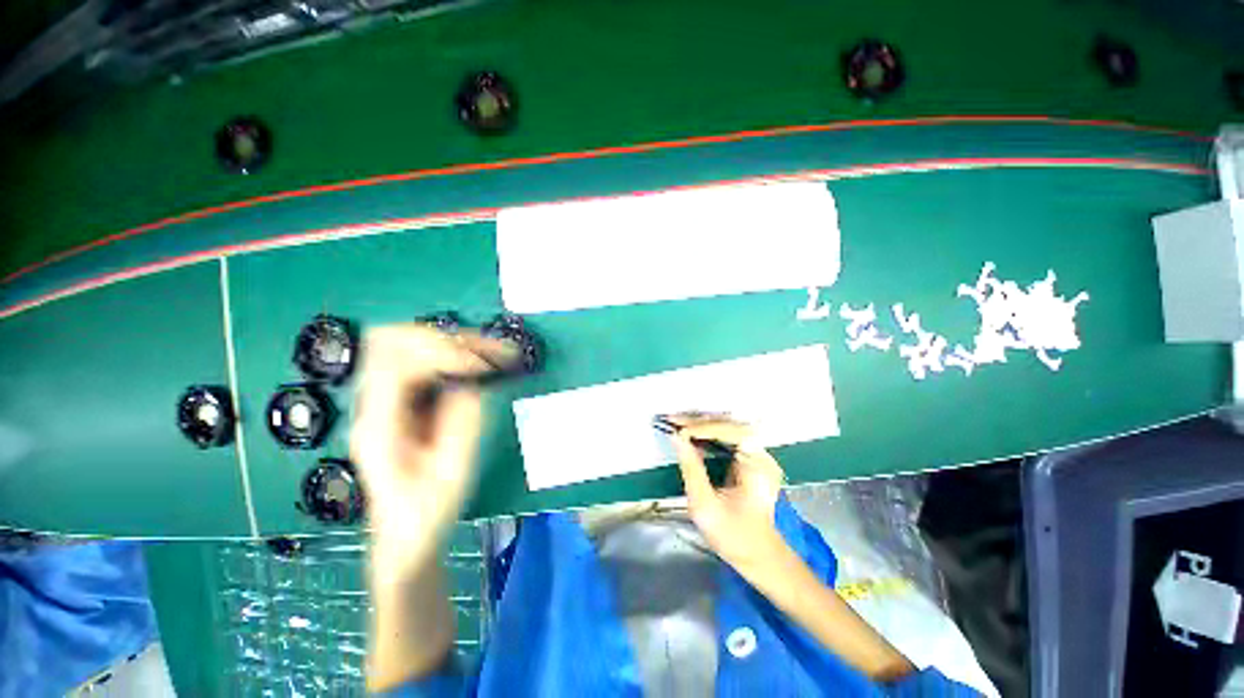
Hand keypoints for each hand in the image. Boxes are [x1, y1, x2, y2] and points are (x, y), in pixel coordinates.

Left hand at [351, 325, 515, 580]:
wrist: (406, 533)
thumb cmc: (428, 510)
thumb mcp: (453, 471)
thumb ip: (462, 421)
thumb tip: (472, 381)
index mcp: (379, 426)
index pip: (397, 363)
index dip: (442, 354)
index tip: (483, 366)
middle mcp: (372, 405)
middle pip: (392, 341)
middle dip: (445, 338)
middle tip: (488, 351)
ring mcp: (382, 400)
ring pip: (405, 344)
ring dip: (449, 341)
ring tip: (490, 352)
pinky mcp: (399, 400)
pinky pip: (420, 359)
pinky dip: (450, 353)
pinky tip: (477, 363)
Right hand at [665, 413, 789, 573]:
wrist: (758, 555)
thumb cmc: (733, 535)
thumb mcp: (705, 505)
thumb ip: (691, 468)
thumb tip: (677, 437)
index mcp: (758, 466)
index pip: (731, 433)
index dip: (704, 428)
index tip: (679, 430)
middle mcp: (762, 454)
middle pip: (729, 425)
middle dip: (699, 422)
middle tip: (672, 420)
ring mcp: (757, 454)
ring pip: (727, 428)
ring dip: (701, 425)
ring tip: (676, 422)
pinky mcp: (749, 458)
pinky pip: (726, 437)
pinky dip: (706, 434)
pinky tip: (689, 432)